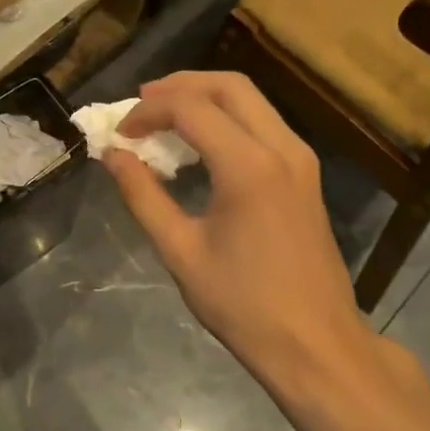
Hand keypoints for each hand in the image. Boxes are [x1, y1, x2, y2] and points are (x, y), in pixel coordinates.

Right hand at [103, 72, 385, 402]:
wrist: (316, 345)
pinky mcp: (306, 173)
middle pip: (229, 86)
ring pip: (251, 99)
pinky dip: (228, 118)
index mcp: (248, 166)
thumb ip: (143, 195)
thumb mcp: (180, 252)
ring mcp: (301, 158)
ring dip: (205, 97)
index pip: (190, 108)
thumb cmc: (243, 305)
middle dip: (179, 86)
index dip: (147, 111)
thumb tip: (113, 155)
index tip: (119, 134)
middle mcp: (281, 148)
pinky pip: (264, 123)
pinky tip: (201, 143)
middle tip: (140, 103)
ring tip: (164, 116)